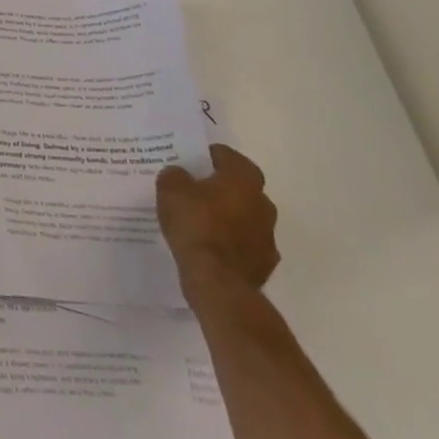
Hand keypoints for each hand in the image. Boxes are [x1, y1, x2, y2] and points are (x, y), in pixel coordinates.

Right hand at [156, 144, 279, 300]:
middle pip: (239, 187)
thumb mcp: (170, 190)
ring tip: (198, 222)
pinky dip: (229, 244)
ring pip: (244, 217)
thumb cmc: (196, 225)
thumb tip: (179, 175)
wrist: (218, 281)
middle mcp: (263, 203)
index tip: (190, 161)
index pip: (227, 156)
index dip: (207, 156)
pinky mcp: (264, 264)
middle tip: (193, 191)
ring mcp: (267, 236)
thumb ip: (175, 176)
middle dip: (219, 188)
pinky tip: (208, 248)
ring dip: (227, 217)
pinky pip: (243, 245)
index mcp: (243, 179)